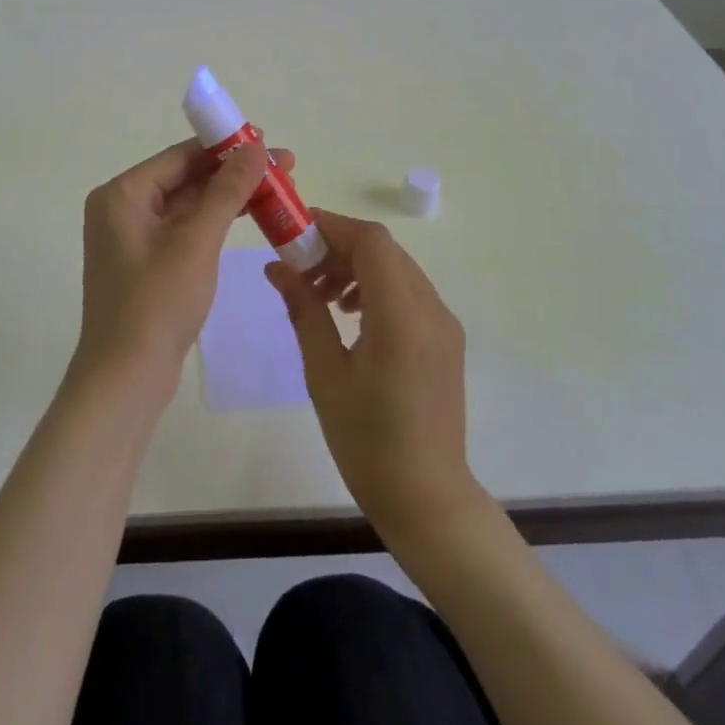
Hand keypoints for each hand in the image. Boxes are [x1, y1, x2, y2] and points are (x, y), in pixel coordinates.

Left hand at [77, 139, 283, 396]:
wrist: (126, 378)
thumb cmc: (157, 303)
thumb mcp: (196, 241)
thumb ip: (226, 191)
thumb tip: (255, 148)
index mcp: (122, 194)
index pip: (180, 156)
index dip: (226, 147)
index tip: (268, 142)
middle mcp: (122, 209)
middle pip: (185, 178)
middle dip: (233, 173)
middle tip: (284, 169)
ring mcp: (133, 238)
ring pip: (188, 205)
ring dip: (228, 197)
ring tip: (276, 190)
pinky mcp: (147, 263)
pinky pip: (185, 230)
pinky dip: (214, 222)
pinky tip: (248, 217)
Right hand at [268, 210, 482, 541]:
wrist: (427, 498)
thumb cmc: (367, 441)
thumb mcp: (324, 374)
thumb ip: (304, 311)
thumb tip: (277, 267)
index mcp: (401, 316)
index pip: (371, 242)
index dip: (331, 227)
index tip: (294, 233)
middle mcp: (431, 308)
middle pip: (384, 250)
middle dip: (339, 247)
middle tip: (300, 269)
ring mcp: (444, 323)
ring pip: (397, 268)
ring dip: (357, 267)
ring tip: (320, 296)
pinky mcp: (446, 339)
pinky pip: (409, 292)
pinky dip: (376, 288)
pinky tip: (349, 315)